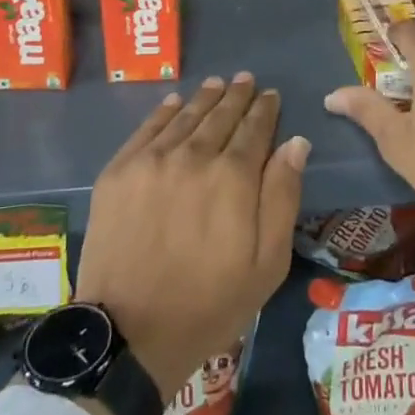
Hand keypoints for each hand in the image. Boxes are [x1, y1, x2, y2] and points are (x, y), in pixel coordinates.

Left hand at [77, 74, 308, 404]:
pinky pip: (147, 128)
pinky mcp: (118, 171)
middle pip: (220, 116)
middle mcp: (193, 156)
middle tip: (246, 80)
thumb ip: (283, 196)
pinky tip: (175, 101)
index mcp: (233, 177)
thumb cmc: (209, 304)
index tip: (270, 95)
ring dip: (205, 97)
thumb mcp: (266, 263)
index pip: (254, 129)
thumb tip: (296, 143)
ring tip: (217, 83)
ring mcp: (151, 160)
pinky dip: (165, 111)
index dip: (264, 110)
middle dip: (237, 96)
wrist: (128, 334)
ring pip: (185, 116)